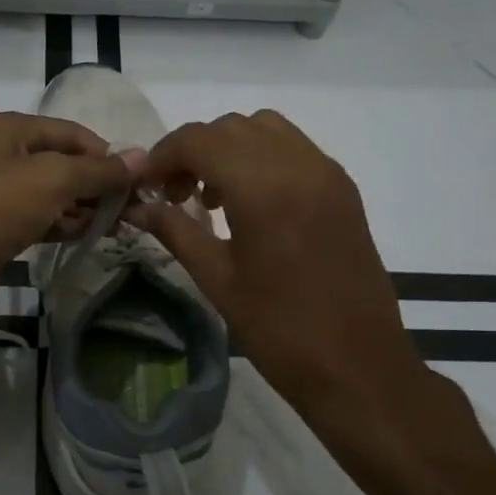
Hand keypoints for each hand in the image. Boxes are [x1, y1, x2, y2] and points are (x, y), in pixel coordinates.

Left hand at [0, 112, 136, 350]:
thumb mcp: (51, 180)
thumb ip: (97, 170)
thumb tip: (141, 158)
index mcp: (8, 130)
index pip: (72, 133)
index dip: (106, 154)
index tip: (140, 183)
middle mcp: (1, 155)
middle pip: (63, 163)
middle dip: (98, 183)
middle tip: (135, 210)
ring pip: (52, 194)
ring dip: (84, 207)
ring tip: (119, 227)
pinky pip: (39, 220)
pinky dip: (63, 225)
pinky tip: (88, 237)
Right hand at [129, 111, 458, 446]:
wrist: (359, 367)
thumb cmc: (280, 330)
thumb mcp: (217, 279)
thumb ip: (175, 230)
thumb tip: (136, 207)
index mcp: (263, 188)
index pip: (199, 140)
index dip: (162, 155)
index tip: (145, 185)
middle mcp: (299, 165)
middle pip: (230, 127)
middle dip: (193, 150)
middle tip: (174, 193)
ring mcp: (326, 173)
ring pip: (264, 128)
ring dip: (228, 147)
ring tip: (213, 195)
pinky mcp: (343, 188)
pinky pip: (293, 148)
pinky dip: (261, 156)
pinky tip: (250, 201)